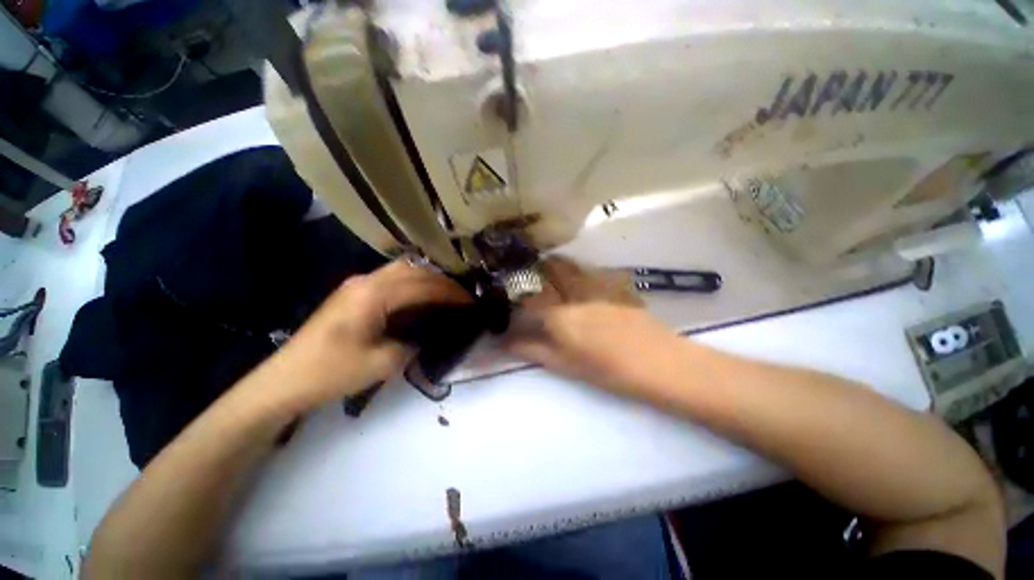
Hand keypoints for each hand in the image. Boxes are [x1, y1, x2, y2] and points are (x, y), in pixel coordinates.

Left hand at [259, 260, 471, 410]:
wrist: (285, 380)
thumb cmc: (332, 372)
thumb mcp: (383, 363)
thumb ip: (415, 342)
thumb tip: (433, 330)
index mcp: (373, 295)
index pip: (423, 285)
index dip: (451, 293)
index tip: (472, 301)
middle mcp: (366, 280)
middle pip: (414, 269)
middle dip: (443, 280)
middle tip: (463, 296)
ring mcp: (357, 284)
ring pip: (403, 269)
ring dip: (428, 278)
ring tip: (447, 294)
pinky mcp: (353, 292)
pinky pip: (392, 278)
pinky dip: (413, 283)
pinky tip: (422, 296)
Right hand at [503, 257, 681, 395]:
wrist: (659, 363)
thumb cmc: (608, 370)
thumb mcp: (565, 365)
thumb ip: (533, 350)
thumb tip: (506, 342)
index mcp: (560, 314)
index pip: (530, 298)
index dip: (519, 296)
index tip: (514, 298)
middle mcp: (576, 293)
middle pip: (553, 269)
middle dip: (539, 267)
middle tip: (533, 272)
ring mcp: (599, 286)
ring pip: (574, 265)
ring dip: (560, 264)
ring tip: (553, 268)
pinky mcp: (618, 286)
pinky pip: (594, 271)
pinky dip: (583, 270)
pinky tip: (584, 278)